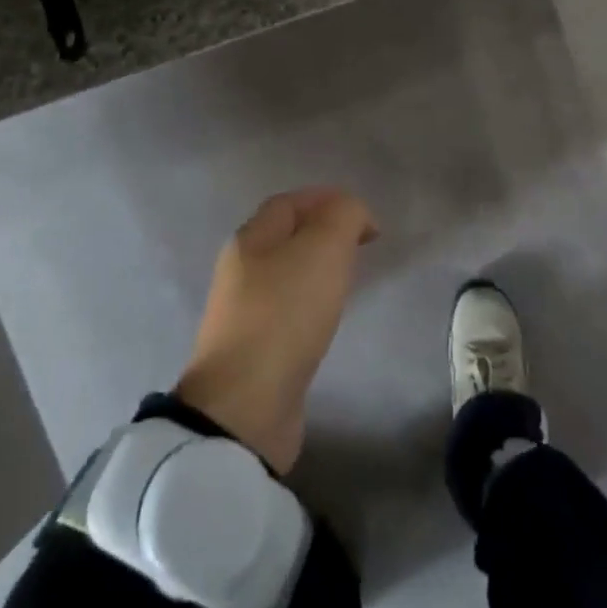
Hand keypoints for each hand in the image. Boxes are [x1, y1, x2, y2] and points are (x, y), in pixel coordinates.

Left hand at [174, 188, 377, 474]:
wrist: (245, 406)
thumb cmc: (285, 313)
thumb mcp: (323, 249)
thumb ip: (343, 216)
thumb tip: (352, 213)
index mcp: (250, 238)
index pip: (289, 203)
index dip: (327, 200)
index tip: (366, 221)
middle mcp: (240, 269)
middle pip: (284, 237)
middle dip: (322, 234)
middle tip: (359, 248)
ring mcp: (242, 313)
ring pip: (285, 275)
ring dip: (315, 270)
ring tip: (347, 281)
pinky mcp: (251, 352)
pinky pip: (285, 312)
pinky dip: (309, 305)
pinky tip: (325, 320)